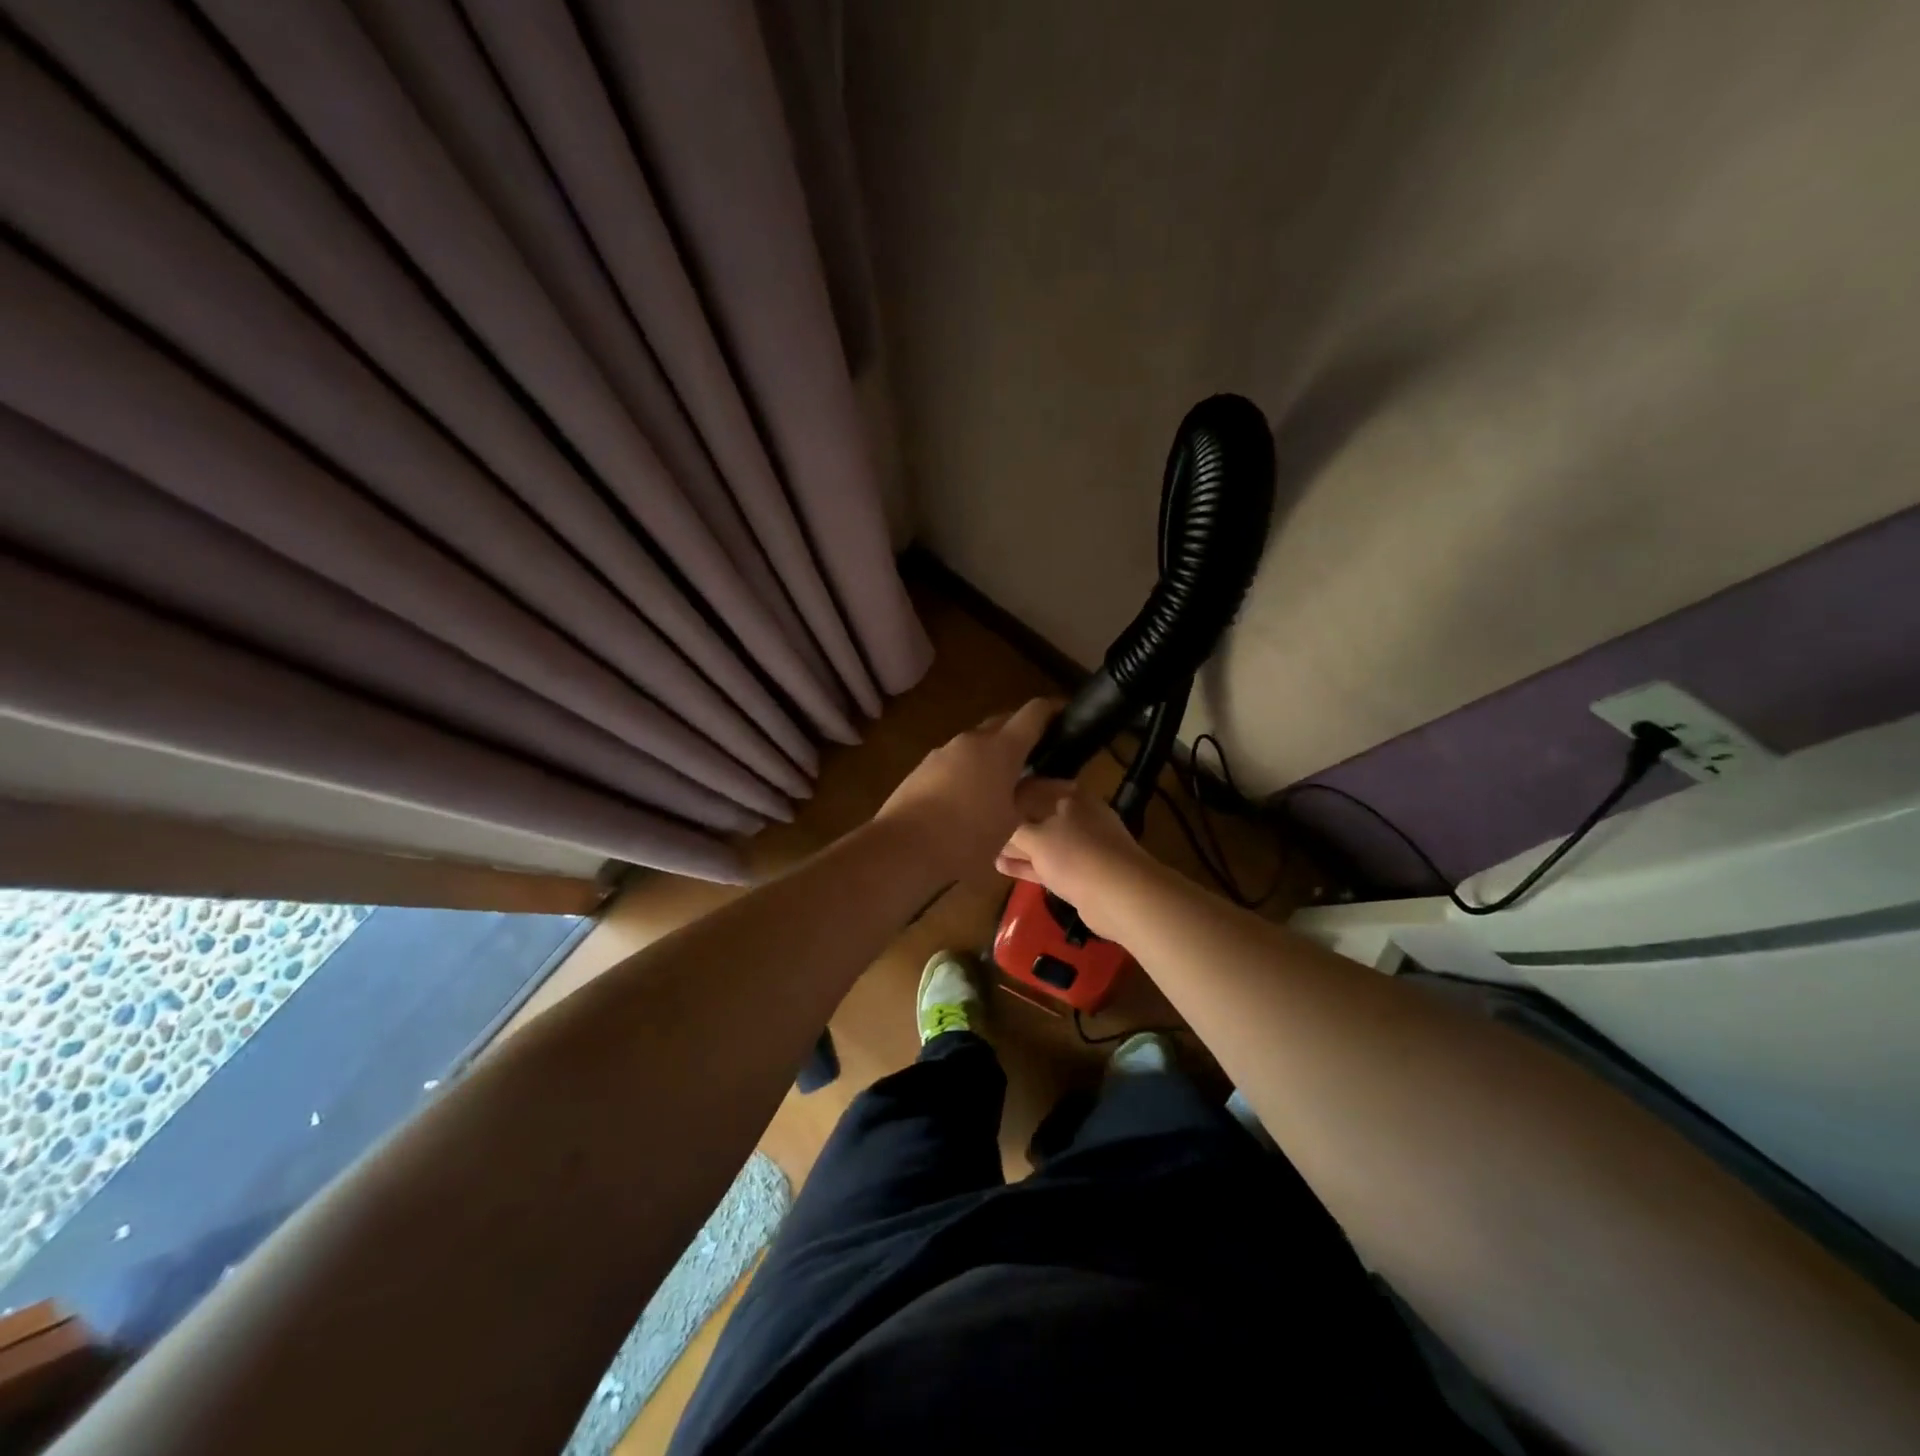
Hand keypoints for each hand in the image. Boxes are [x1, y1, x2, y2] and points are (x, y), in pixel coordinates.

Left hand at [873, 699, 1070, 881]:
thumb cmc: (966, 836)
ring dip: (994, 752)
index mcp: (1000, 748)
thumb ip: (1035, 796)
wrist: (902, 847)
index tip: (1066, 714)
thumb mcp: (1010, 821)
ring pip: (977, 742)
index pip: (1032, 713)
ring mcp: (943, 752)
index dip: (1052, 710)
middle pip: (1003, 723)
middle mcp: (971, 740)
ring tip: (1005, 780)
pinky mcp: (923, 768)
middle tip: (1038, 754)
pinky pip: (956, 759)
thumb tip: (1063, 783)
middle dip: (1022, 731)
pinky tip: (971, 795)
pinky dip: (971, 768)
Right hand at [996, 783, 1159, 939]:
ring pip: (1044, 843)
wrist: (1120, 895)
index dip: (1010, 793)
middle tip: (983, 826)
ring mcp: (1083, 846)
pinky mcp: (1082, 873)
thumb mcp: (1034, 837)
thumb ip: (1013, 829)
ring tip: (987, 849)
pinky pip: (1049, 864)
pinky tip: (1003, 866)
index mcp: (1070, 797)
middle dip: (1013, 823)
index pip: (1034, 787)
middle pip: (1039, 815)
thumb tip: (998, 824)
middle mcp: (1078, 817)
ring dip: (1019, 847)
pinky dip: (1028, 865)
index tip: (986, 799)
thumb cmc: (1075, 854)